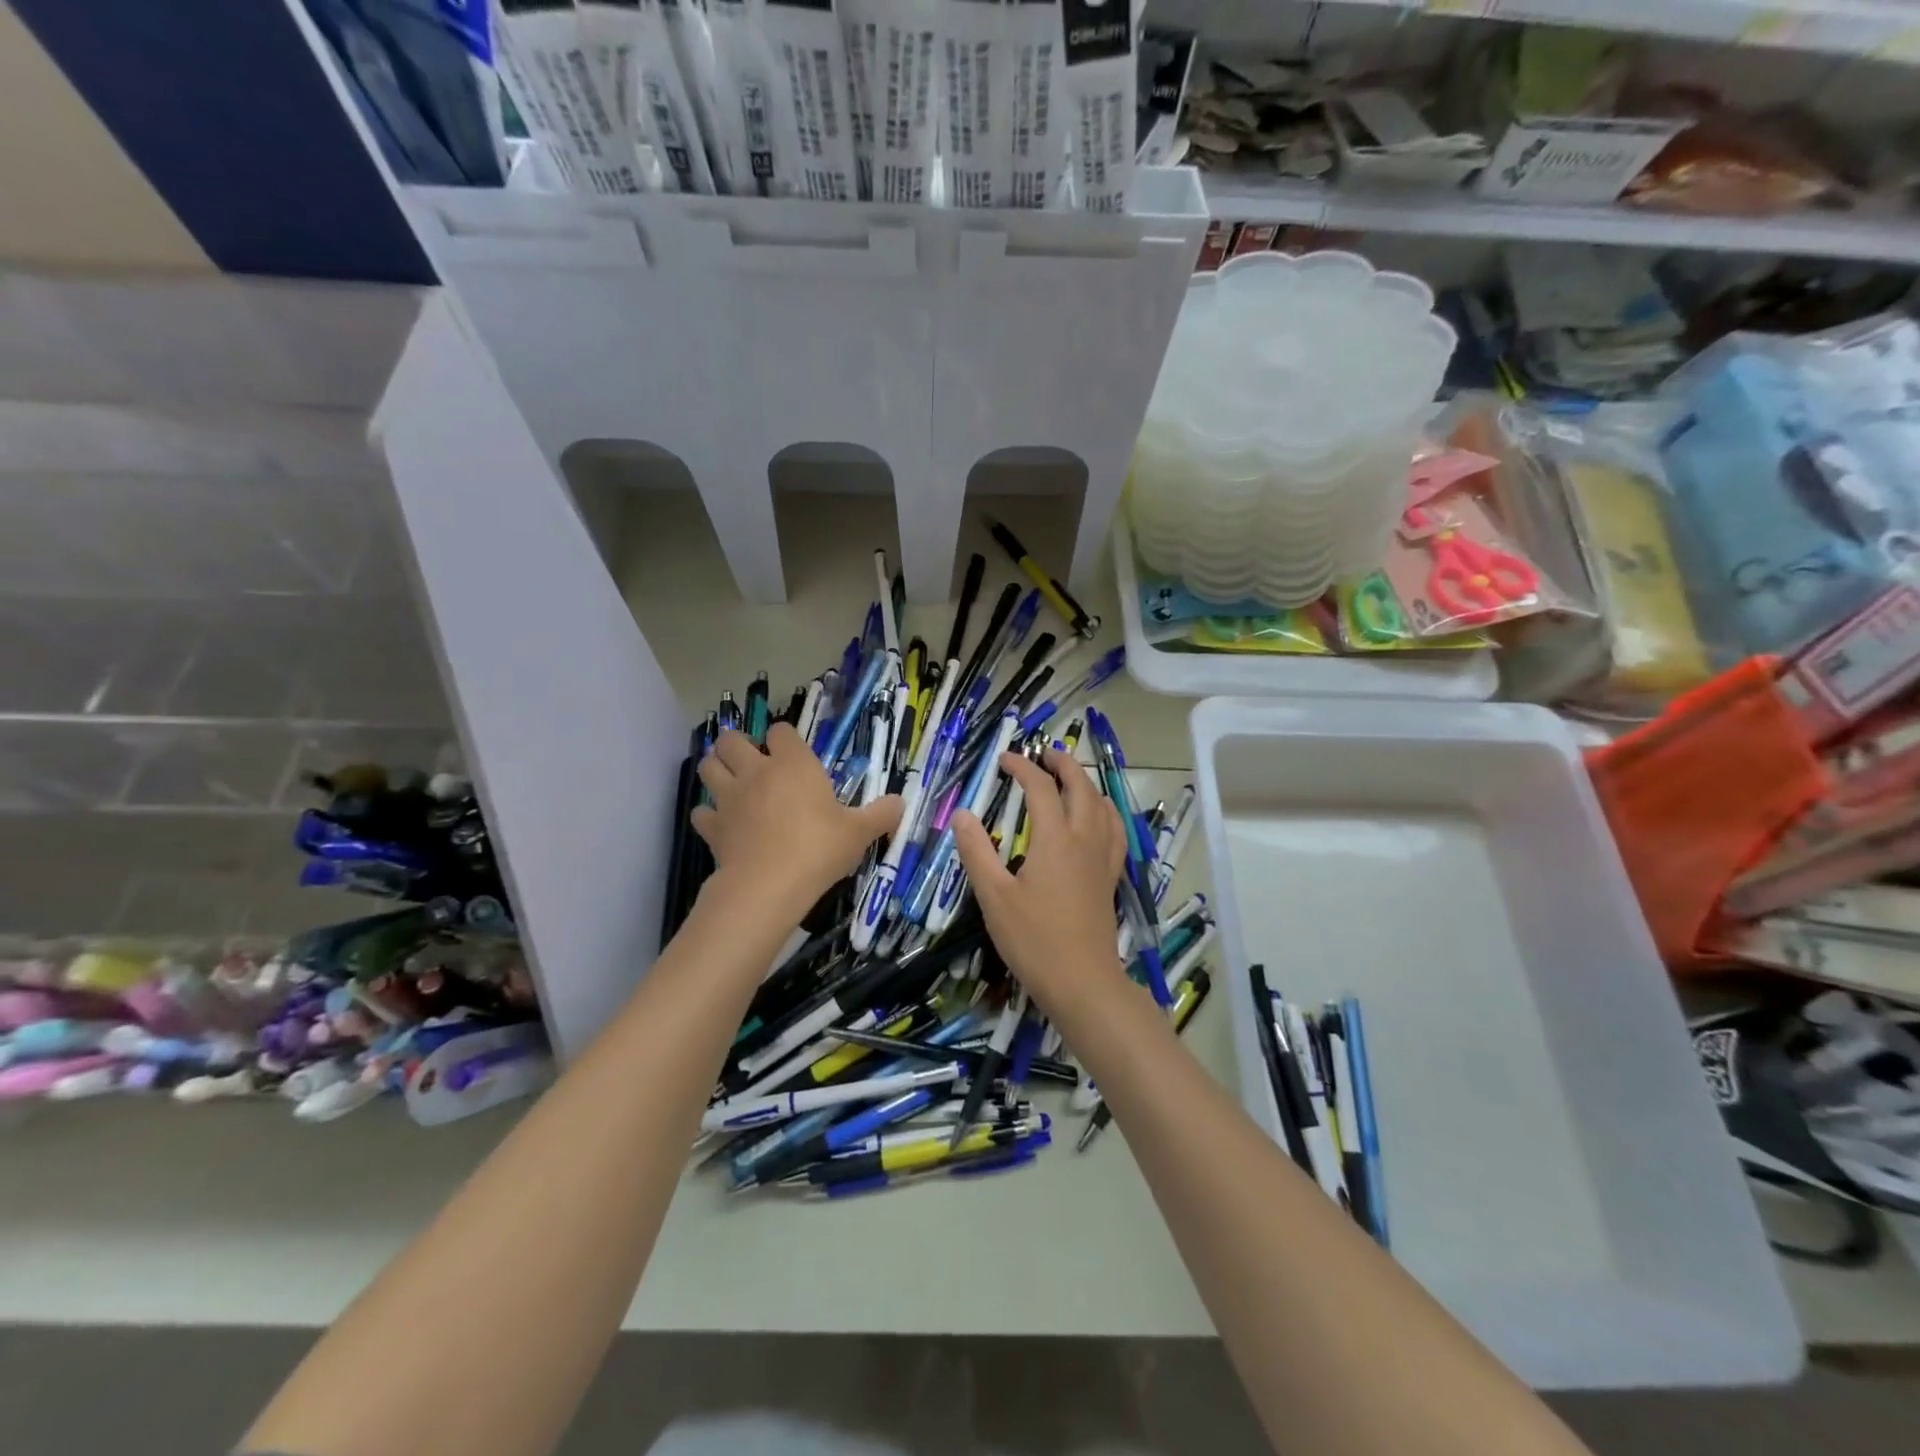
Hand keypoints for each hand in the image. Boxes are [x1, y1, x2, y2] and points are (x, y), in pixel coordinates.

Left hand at [692, 724, 900, 921]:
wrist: (770, 885)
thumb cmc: (819, 849)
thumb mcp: (859, 832)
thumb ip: (880, 815)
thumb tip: (901, 803)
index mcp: (793, 764)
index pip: (781, 731)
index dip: (784, 739)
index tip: (793, 754)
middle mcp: (756, 772)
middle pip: (731, 740)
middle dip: (738, 745)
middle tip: (753, 762)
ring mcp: (729, 798)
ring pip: (708, 767)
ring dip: (717, 770)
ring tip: (731, 784)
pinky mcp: (712, 827)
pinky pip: (701, 811)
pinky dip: (709, 815)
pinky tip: (722, 825)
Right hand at [953, 747, 1129, 1017]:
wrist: (1083, 982)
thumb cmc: (1034, 940)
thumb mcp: (994, 897)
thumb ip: (977, 852)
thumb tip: (963, 815)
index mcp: (1055, 839)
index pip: (1040, 788)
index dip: (1022, 768)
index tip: (1004, 759)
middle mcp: (1084, 839)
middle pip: (1080, 786)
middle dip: (1062, 764)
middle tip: (1043, 754)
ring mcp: (1103, 858)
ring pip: (1102, 805)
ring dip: (1085, 783)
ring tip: (1069, 777)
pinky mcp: (1110, 876)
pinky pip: (1115, 830)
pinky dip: (1105, 810)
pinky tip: (1098, 817)